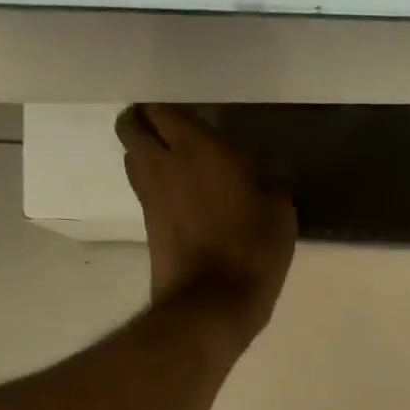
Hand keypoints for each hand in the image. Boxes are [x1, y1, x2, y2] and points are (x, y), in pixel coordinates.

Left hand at [115, 105, 297, 335]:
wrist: (214, 303)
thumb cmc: (253, 248)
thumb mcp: (279, 209)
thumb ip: (262, 181)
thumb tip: (255, 178)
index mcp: (197, 148)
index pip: (162, 107)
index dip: (170, 106)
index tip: (192, 113)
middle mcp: (163, 163)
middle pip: (130, 125)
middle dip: (144, 122)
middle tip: (172, 130)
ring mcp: (149, 196)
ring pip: (133, 158)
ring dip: (147, 154)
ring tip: (177, 163)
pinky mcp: (147, 226)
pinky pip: (145, 191)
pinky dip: (157, 186)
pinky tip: (184, 198)